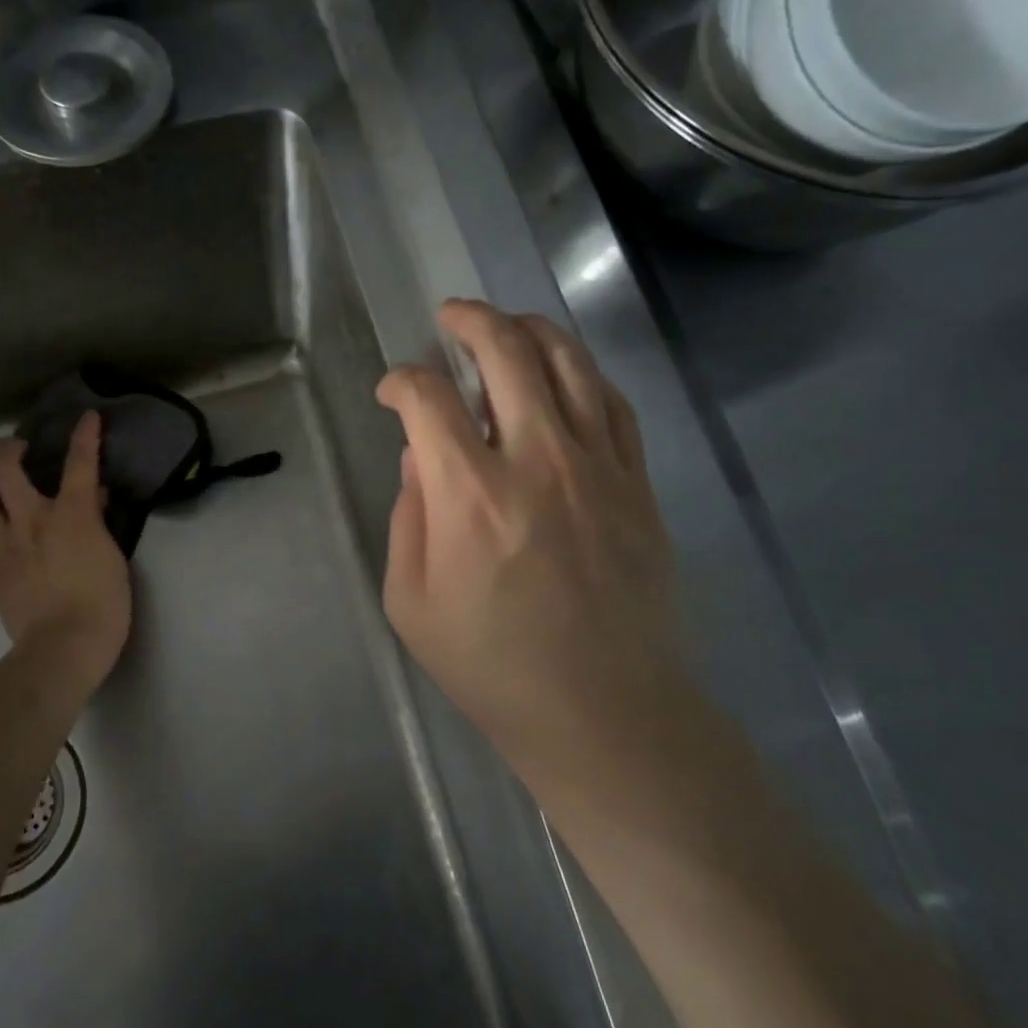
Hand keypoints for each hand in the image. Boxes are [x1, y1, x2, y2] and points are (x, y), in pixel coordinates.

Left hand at [0, 412, 130, 688]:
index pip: (80, 463)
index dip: (85, 435)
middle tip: (16, 449)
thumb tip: (93, 498)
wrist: (66, 645)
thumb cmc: (104, 602)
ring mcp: (4, 545)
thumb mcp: (113, 556)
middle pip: (6, 470)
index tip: (87, 417)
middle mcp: (31, 520)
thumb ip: (98, 522)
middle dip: (9, 450)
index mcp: (70, 514)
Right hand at [377, 300, 689, 803]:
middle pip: (505, 351)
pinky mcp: (636, 482)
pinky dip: (581, 372)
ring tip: (506, 326)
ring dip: (529, 329)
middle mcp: (536, 459)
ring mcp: (597, 465)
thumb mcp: (411, 601)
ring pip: (568, 361)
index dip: (400, 382)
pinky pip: (611, 402)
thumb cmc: (492, 666)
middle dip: (469, 320)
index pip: (427, 398)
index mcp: (469, 493)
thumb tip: (421, 455)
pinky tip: (564, 373)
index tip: (392, 393)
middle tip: (449, 317)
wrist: (602, 709)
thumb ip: (409, 515)